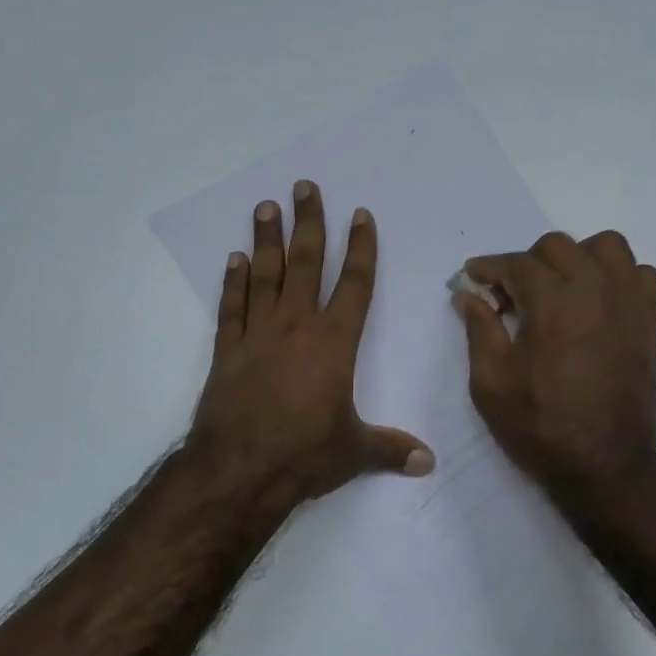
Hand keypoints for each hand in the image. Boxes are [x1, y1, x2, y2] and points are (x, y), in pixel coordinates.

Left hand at [187, 180, 433, 508]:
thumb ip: (391, 449)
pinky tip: (234, 259)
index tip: (360, 214)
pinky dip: (233, 282)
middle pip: (307, 264)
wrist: (240, 468)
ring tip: (266, 207)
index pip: (356, 284)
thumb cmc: (304, 454)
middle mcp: (296, 326)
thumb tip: (428, 462)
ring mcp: (258, 334)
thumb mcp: (355, 452)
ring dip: (267, 240)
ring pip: (265, 276)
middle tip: (304, 187)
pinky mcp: (227, 351)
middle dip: (309, 223)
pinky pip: (231, 307)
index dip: (361, 248)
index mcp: (335, 342)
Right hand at [453, 230, 655, 497]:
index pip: (516, 264)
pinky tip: (599, 302)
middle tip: (510, 297)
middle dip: (526, 263)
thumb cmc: (539, 426)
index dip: (488, 267)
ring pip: (605, 247)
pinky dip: (618, 277)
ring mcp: (628, 303)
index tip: (472, 278)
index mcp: (552, 303)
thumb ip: (479, 329)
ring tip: (559, 290)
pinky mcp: (649, 321)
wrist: (604, 464)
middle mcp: (594, 290)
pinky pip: (640, 275)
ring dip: (576, 258)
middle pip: (557, 246)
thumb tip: (468, 294)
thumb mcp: (490, 383)